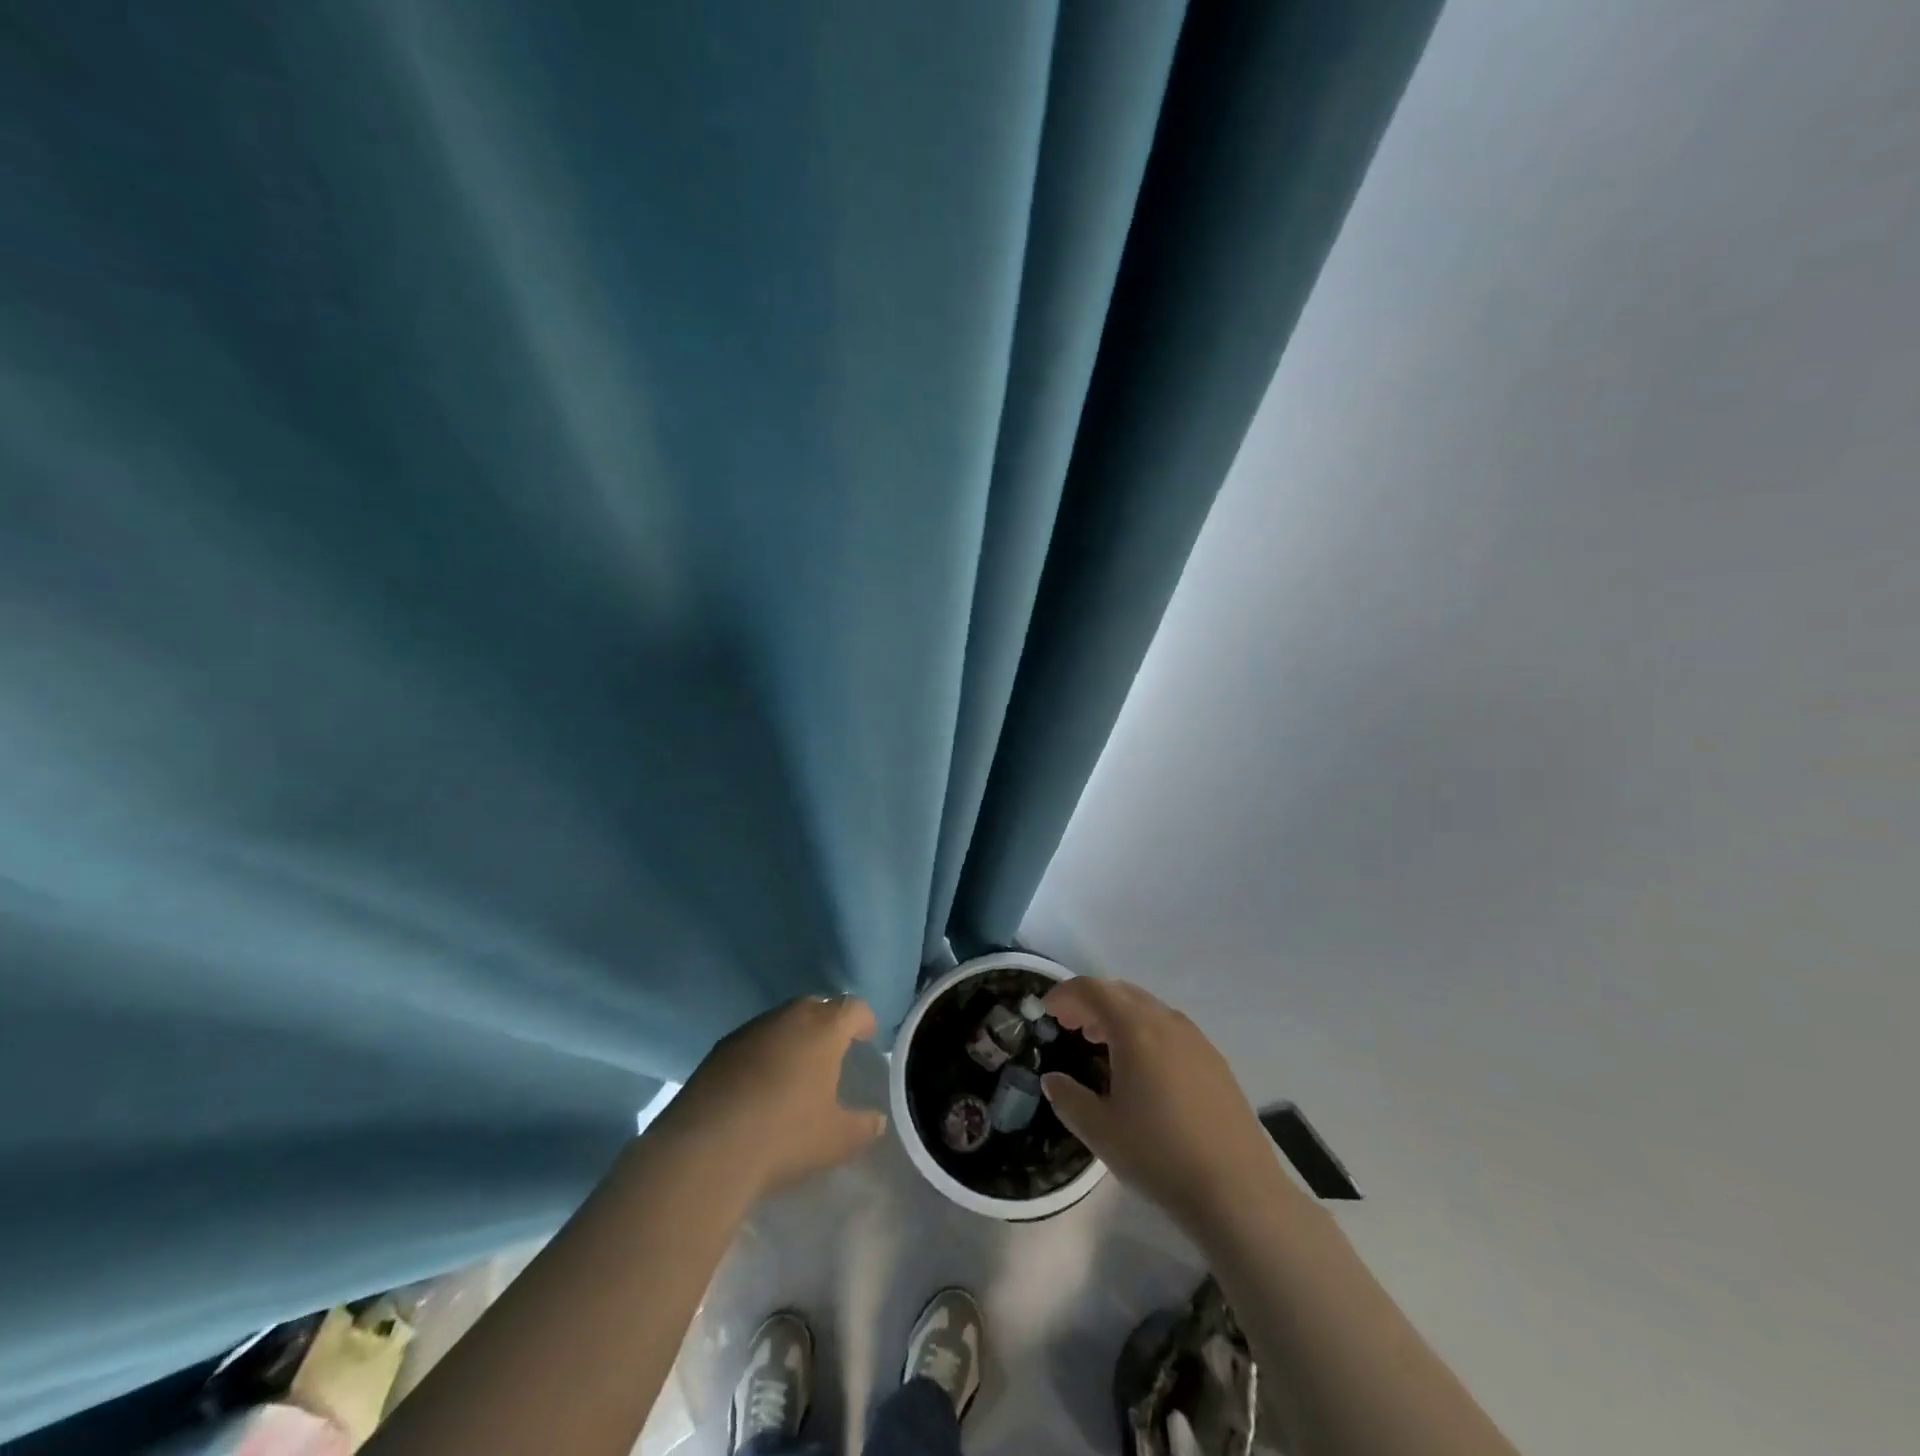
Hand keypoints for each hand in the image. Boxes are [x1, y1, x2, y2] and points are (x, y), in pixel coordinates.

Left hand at [665, 995, 886, 1199]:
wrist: (705, 1150)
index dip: (863, 1020)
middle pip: (815, 1006)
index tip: (867, 1037)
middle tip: (833, 1051)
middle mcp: (787, 1018)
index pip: (852, 1008)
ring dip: (792, 1037)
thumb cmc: (784, 1136)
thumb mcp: (837, 1139)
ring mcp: (749, 1031)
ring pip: (781, 1022)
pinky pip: (753, 1042)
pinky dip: (763, 1055)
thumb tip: (875, 1120)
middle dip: (827, 1023)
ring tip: (796, 1070)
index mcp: (823, 1028)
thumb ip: (863, 1126)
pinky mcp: (718, 1051)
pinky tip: (760, 1087)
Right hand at [1041, 978, 1278, 1233]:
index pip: (1093, 990)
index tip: (1047, 1010)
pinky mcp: (1214, 1060)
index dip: (1065, 994)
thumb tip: (1053, 1080)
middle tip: (1069, 1025)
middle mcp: (1166, 1021)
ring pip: (1148, 1008)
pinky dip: (1145, 1030)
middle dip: (1091, 1001)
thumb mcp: (1100, 1132)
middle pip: (1121, 992)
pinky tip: (1142, 1067)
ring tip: (1100, 1042)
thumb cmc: (1159, 1155)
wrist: (1238, 1190)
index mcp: (1135, 1029)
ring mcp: (1195, 1039)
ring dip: (1118, 1015)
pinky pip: (1170, 1027)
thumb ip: (1068, 1099)